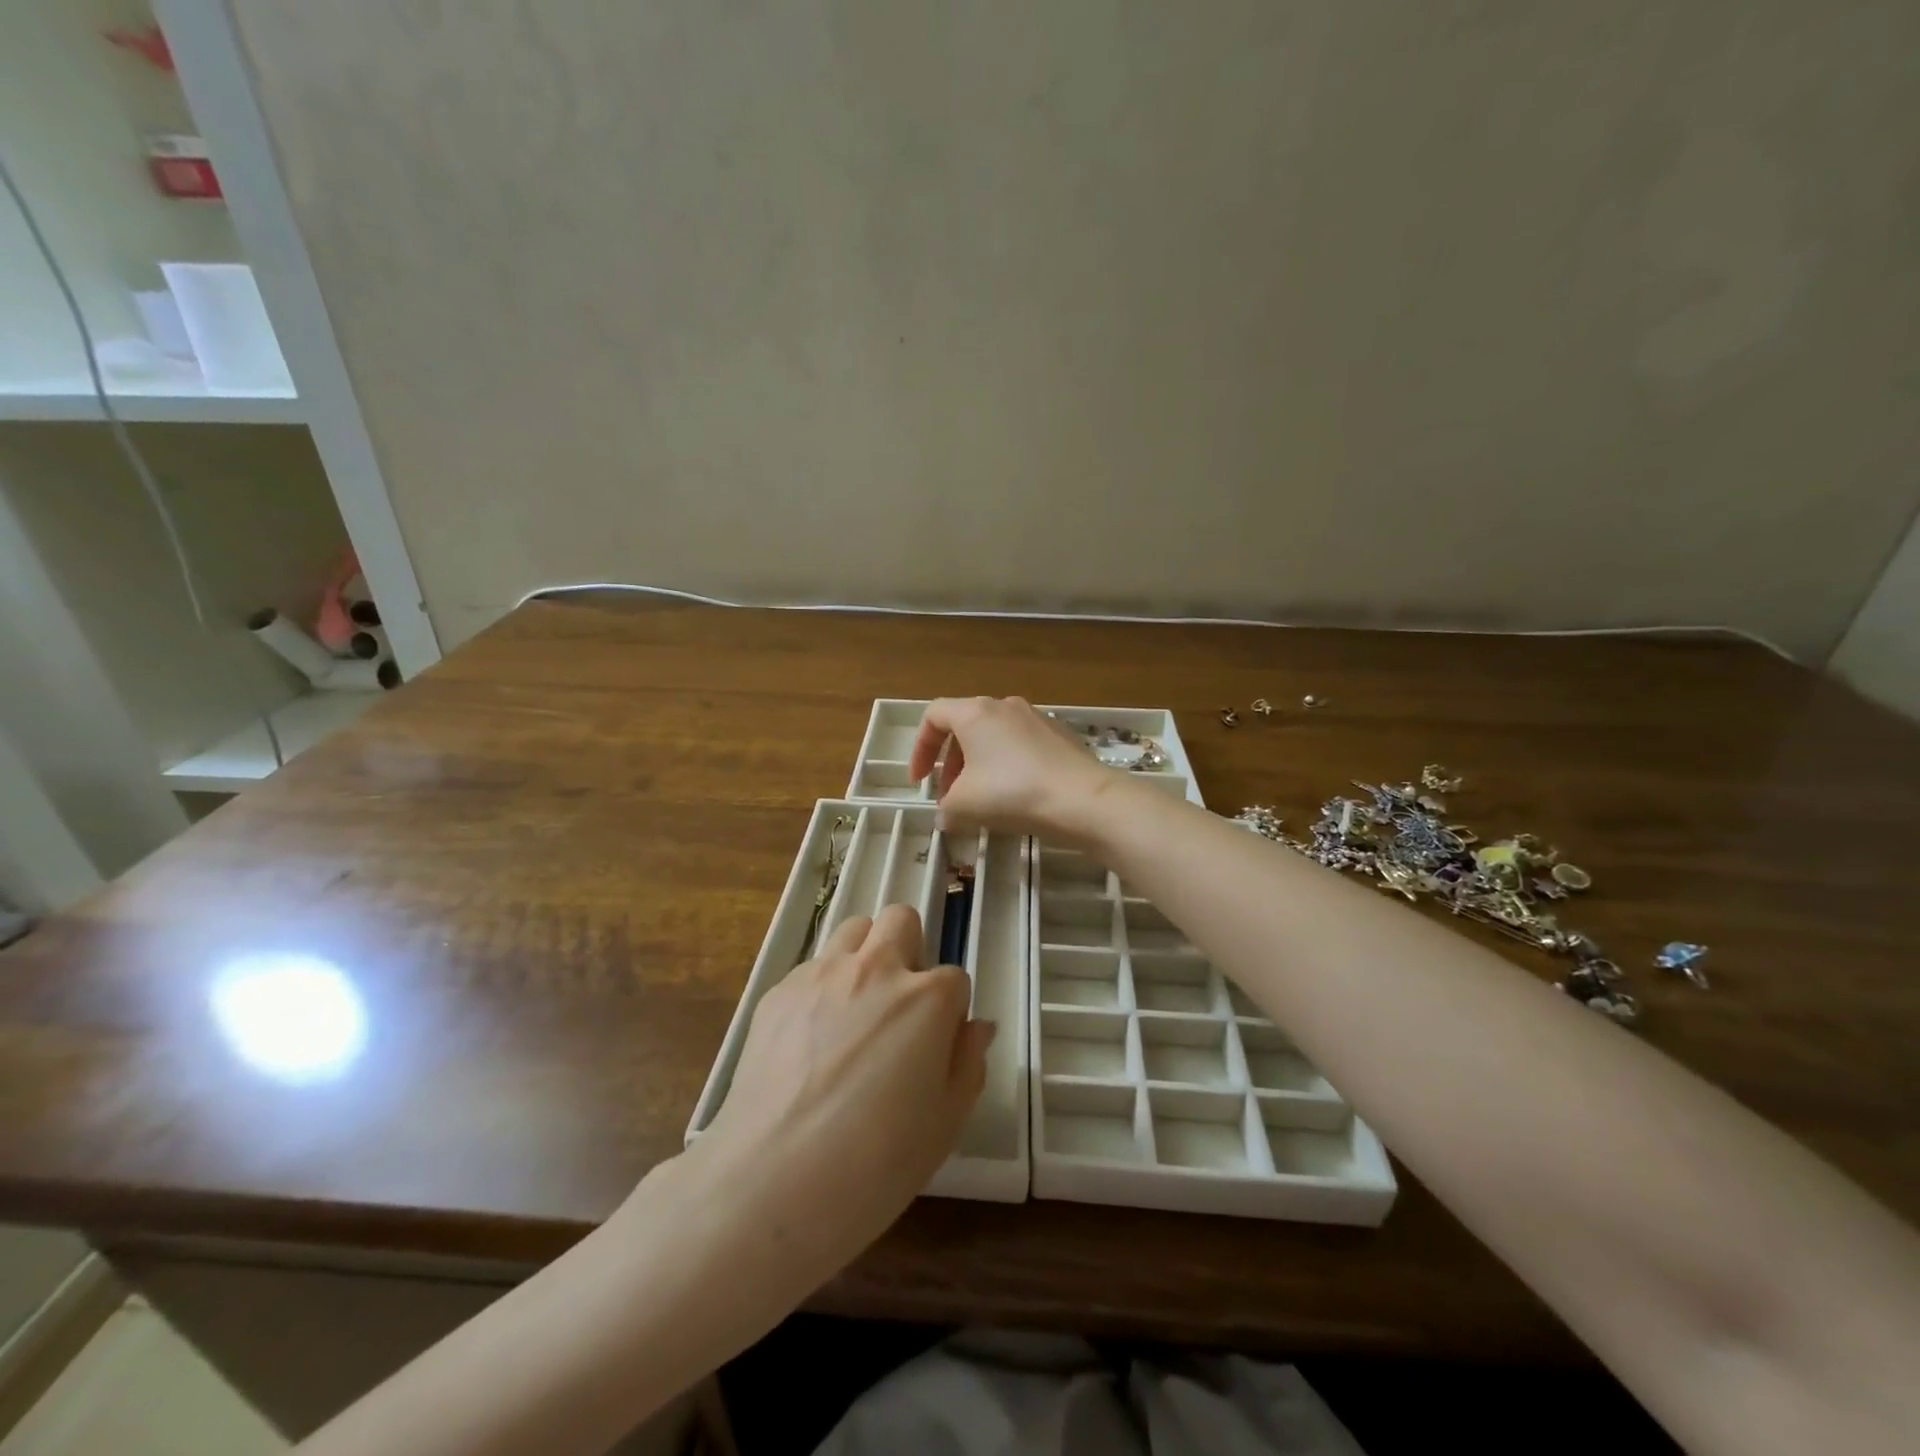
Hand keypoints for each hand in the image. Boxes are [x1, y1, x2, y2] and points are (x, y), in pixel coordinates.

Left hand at [678, 905, 992, 1294]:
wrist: (771, 1181)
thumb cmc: (875, 1163)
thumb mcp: (946, 1124)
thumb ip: (968, 1062)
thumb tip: (976, 1026)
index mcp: (927, 998)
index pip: (955, 978)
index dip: (950, 1011)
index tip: (936, 1044)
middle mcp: (877, 969)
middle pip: (902, 920)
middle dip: (909, 950)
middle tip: (899, 1006)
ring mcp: (823, 974)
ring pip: (854, 930)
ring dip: (865, 955)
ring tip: (854, 1010)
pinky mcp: (778, 990)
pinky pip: (812, 967)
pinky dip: (822, 987)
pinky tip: (810, 1040)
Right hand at [908, 695, 1115, 839]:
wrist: (1082, 798)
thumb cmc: (1012, 793)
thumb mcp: (964, 806)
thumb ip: (946, 808)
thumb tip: (946, 816)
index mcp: (975, 712)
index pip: (933, 716)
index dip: (919, 748)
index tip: (919, 781)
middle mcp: (1004, 705)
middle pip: (965, 727)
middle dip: (950, 763)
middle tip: (950, 796)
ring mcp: (1036, 718)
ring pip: (994, 737)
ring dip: (978, 766)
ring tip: (981, 800)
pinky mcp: (1060, 735)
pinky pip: (1021, 747)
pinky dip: (1007, 766)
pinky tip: (1016, 796)